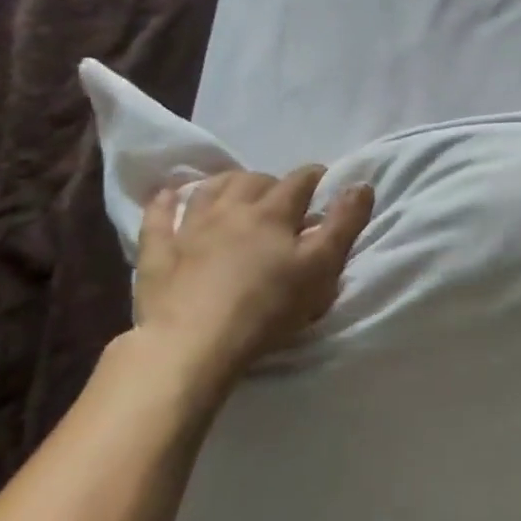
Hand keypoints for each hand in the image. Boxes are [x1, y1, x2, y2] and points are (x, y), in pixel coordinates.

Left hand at [131, 167, 375, 389]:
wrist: (194, 343)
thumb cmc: (268, 307)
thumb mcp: (322, 267)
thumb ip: (344, 224)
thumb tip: (361, 184)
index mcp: (273, 213)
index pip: (299, 181)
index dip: (315, 177)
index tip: (324, 180)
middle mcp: (231, 209)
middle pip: (252, 180)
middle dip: (270, 181)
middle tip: (281, 197)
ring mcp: (190, 228)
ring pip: (208, 190)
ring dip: (225, 183)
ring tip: (234, 189)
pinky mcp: (158, 252)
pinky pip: (159, 216)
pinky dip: (166, 202)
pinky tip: (169, 195)